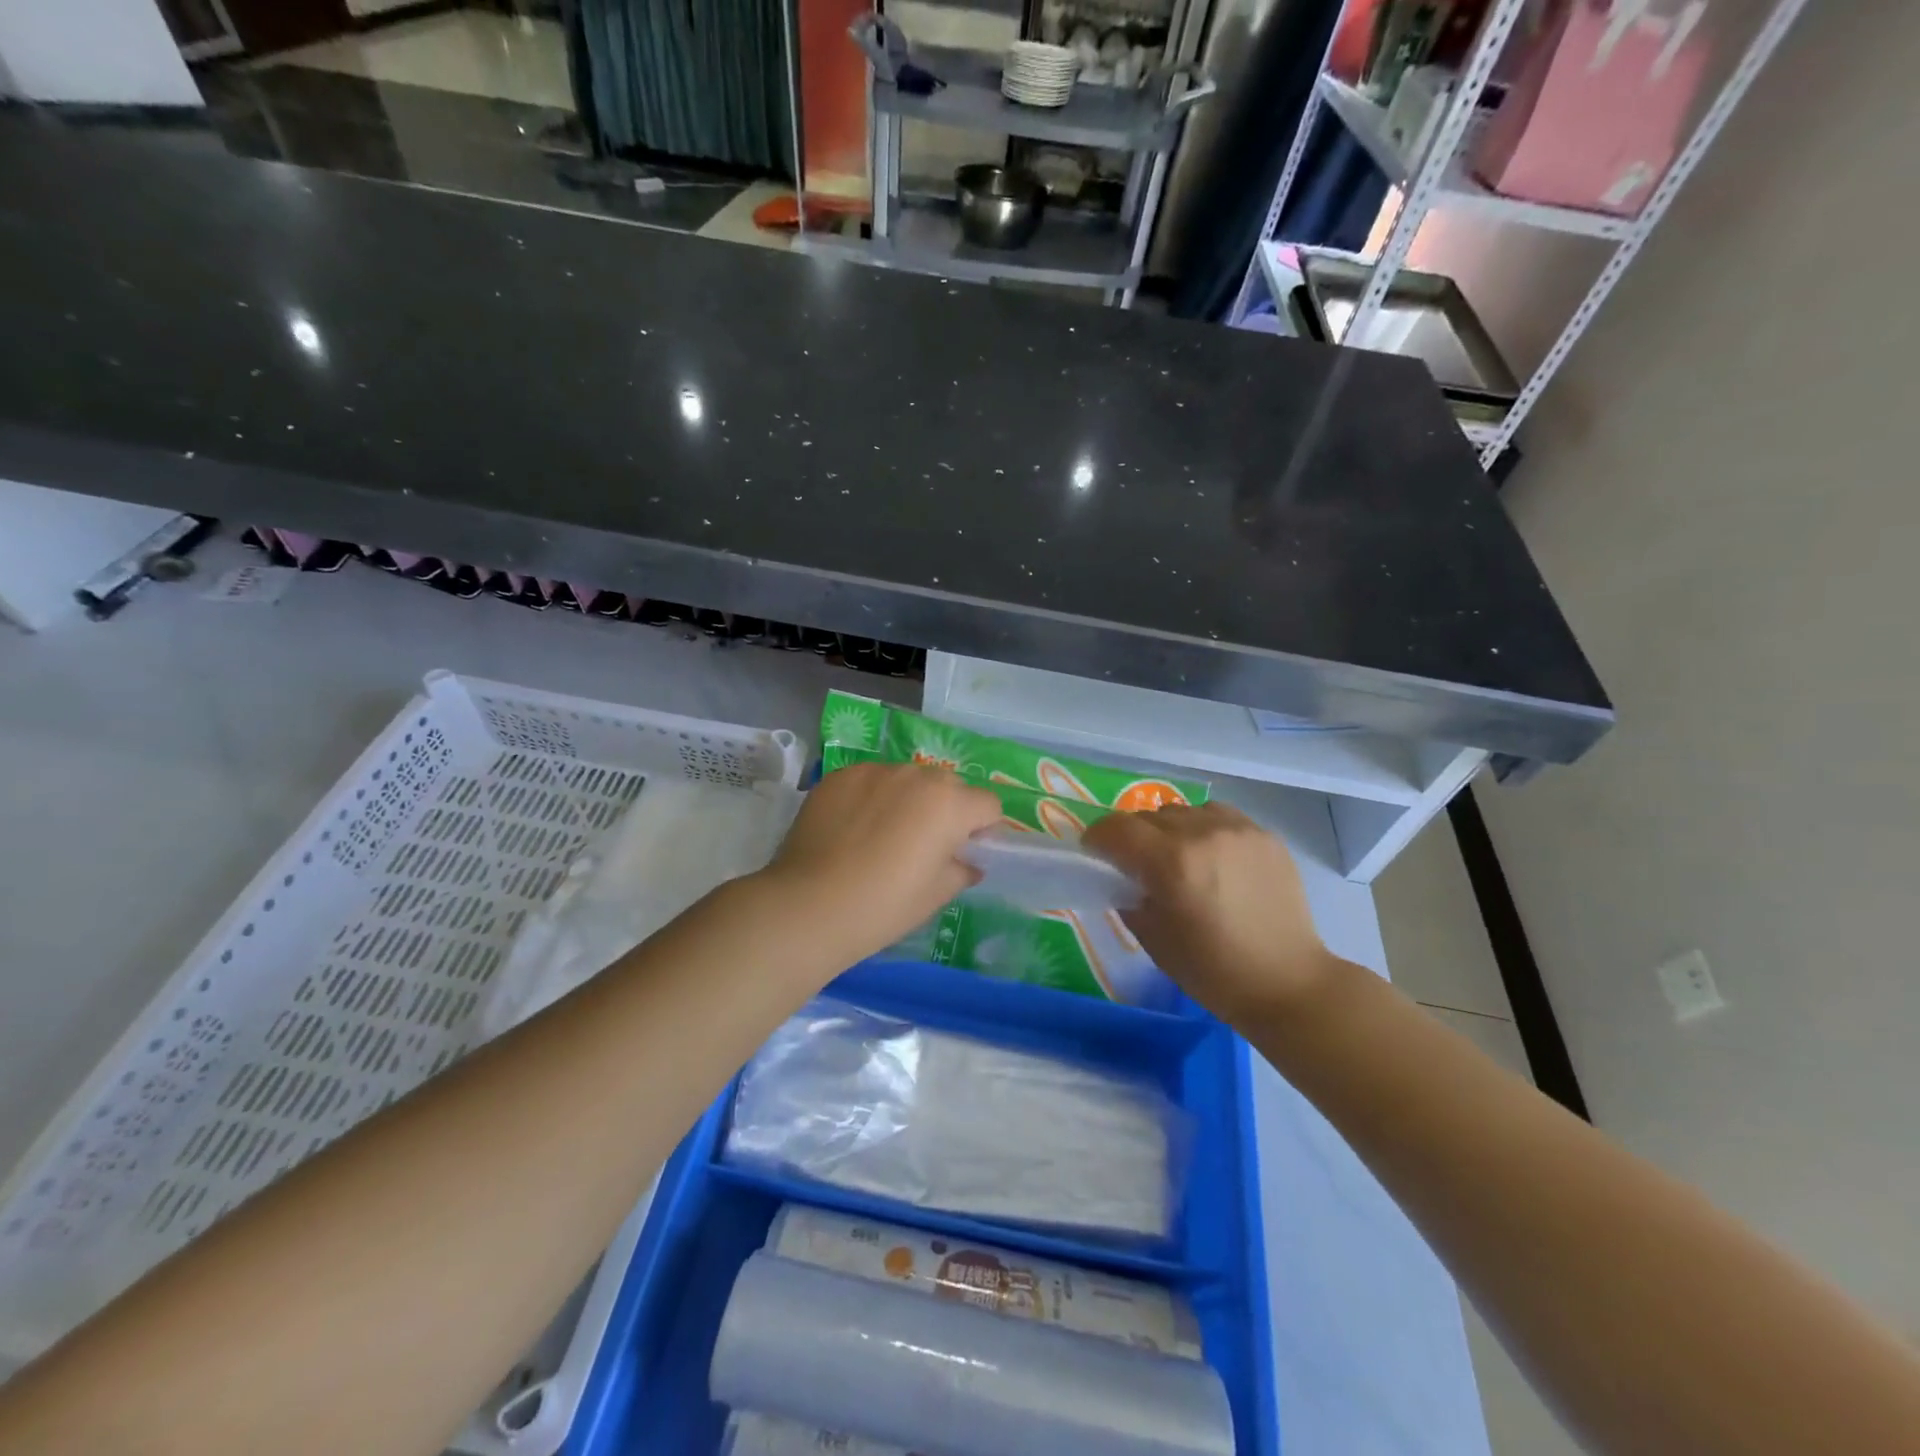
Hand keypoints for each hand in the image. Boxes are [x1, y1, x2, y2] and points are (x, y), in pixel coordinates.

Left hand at [759, 762, 1001, 963]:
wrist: (809, 906)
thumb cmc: (884, 906)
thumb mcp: (936, 895)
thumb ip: (961, 870)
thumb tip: (967, 862)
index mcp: (950, 803)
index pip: (987, 805)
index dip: (981, 830)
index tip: (962, 852)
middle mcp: (916, 775)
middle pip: (947, 785)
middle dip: (945, 809)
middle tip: (923, 846)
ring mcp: (874, 771)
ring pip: (906, 779)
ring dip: (906, 800)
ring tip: (881, 836)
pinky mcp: (839, 776)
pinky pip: (870, 781)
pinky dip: (871, 798)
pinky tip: (851, 830)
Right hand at [1083, 802, 1339, 1021]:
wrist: (1286, 983)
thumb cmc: (1211, 971)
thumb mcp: (1152, 938)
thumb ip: (1128, 896)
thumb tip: (1121, 875)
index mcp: (1170, 862)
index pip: (1117, 829)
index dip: (1097, 838)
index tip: (1095, 854)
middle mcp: (1202, 834)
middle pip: (1148, 816)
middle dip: (1133, 836)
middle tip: (1136, 863)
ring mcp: (1238, 830)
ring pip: (1184, 811)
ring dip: (1169, 829)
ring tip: (1178, 857)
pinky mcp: (1264, 834)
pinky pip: (1219, 816)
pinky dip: (1204, 829)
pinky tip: (1211, 856)